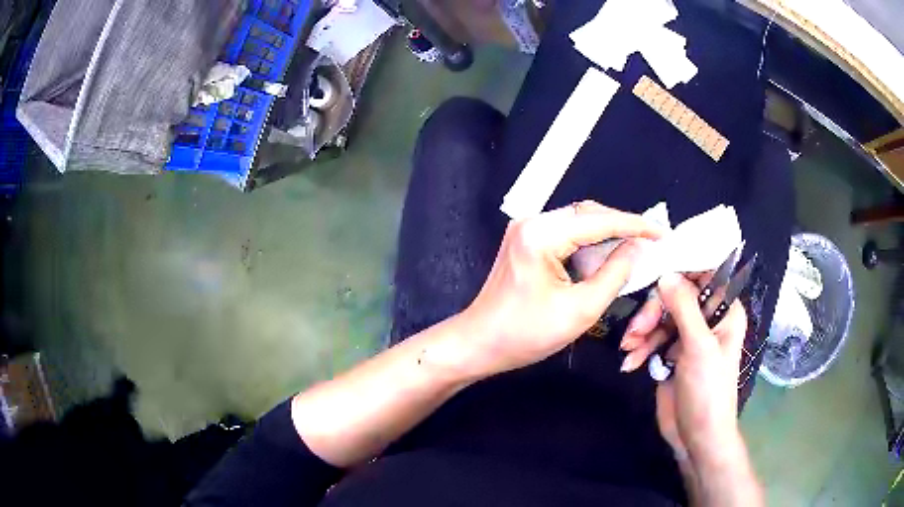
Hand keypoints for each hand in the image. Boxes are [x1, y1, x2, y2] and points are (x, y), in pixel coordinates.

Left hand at [454, 201, 663, 378]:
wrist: (479, 343)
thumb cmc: (527, 334)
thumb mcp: (581, 309)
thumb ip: (615, 274)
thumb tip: (637, 248)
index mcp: (542, 235)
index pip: (599, 220)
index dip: (635, 225)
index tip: (661, 232)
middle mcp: (532, 222)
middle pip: (587, 214)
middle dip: (621, 226)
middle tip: (650, 241)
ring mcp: (525, 228)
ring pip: (578, 221)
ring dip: (606, 234)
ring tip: (634, 248)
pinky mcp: (525, 240)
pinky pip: (565, 233)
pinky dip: (588, 242)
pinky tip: (605, 255)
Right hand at [621, 272, 746, 463]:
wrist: (696, 437)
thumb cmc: (708, 390)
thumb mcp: (698, 347)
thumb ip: (683, 308)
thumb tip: (665, 274)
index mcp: (724, 310)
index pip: (705, 274)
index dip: (681, 269)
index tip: (654, 268)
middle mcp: (707, 318)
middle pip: (675, 295)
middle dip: (653, 311)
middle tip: (636, 329)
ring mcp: (688, 336)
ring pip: (660, 316)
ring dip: (642, 331)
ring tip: (629, 349)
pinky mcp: (671, 353)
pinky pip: (652, 338)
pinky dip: (640, 348)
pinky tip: (631, 362)